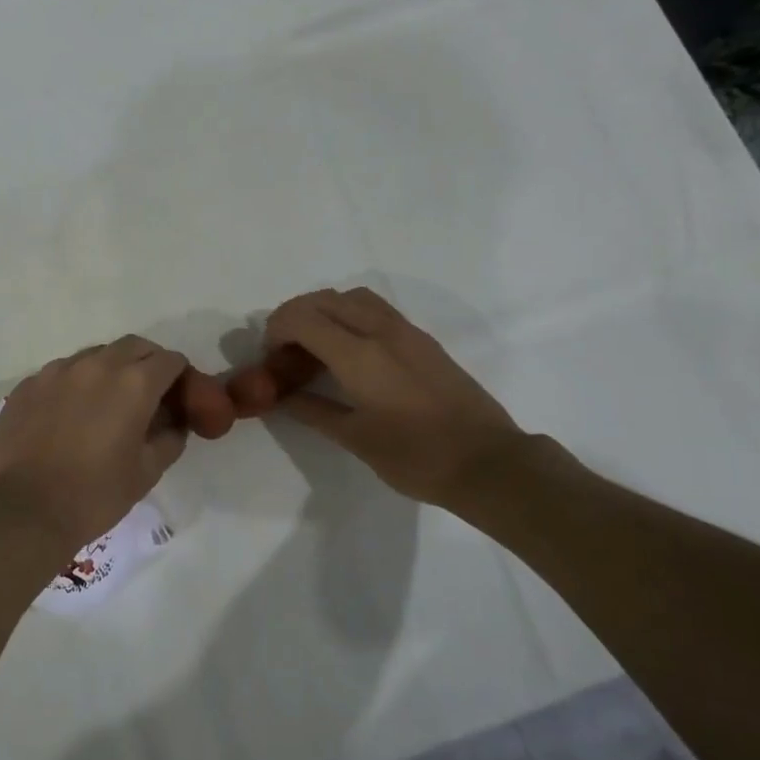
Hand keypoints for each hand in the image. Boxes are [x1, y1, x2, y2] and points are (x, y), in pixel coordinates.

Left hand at [0, 336, 192, 558]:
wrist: (21, 511)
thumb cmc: (93, 495)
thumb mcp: (146, 473)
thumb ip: (169, 439)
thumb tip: (174, 424)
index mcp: (134, 384)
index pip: (170, 361)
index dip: (180, 376)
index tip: (178, 396)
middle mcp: (97, 365)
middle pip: (134, 347)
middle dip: (148, 363)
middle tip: (148, 393)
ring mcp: (57, 371)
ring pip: (95, 355)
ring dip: (110, 369)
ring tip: (105, 403)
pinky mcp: (28, 384)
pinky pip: (61, 372)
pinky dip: (75, 384)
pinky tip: (68, 414)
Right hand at [231, 288, 529, 508]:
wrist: (488, 463)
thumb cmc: (416, 457)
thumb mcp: (356, 439)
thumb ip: (314, 411)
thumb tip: (284, 397)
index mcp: (359, 355)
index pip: (303, 318)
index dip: (277, 329)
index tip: (271, 355)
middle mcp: (381, 330)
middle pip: (325, 299)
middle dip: (296, 315)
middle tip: (286, 349)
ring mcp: (406, 331)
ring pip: (354, 297)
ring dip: (326, 310)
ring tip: (317, 344)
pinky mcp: (423, 340)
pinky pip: (376, 309)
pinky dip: (351, 315)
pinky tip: (352, 352)